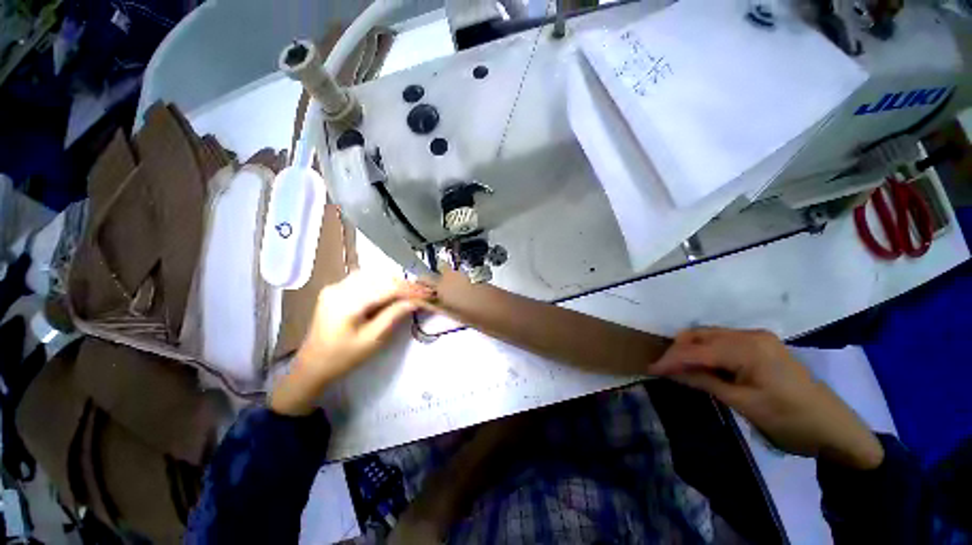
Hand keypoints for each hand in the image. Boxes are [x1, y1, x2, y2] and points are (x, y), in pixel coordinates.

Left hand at [270, 272, 434, 415]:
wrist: (312, 366)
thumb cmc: (343, 357)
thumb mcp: (373, 340)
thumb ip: (394, 316)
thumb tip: (415, 301)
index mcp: (347, 302)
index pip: (387, 288)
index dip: (411, 290)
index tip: (430, 293)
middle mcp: (339, 287)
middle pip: (380, 277)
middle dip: (405, 284)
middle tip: (423, 292)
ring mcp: (335, 286)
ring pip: (373, 275)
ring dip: (394, 282)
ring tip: (411, 292)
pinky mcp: (335, 289)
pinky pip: (364, 279)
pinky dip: (381, 282)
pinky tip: (391, 290)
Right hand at [652, 327, 883, 469]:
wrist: (835, 429)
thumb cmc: (790, 420)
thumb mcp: (744, 404)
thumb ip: (704, 382)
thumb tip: (669, 372)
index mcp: (748, 348)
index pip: (697, 350)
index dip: (671, 359)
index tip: (650, 369)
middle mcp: (750, 335)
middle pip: (700, 335)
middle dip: (678, 351)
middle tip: (665, 371)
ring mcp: (757, 338)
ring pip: (709, 336)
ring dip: (690, 351)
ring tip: (679, 370)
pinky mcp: (760, 345)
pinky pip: (722, 342)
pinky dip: (706, 352)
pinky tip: (702, 367)